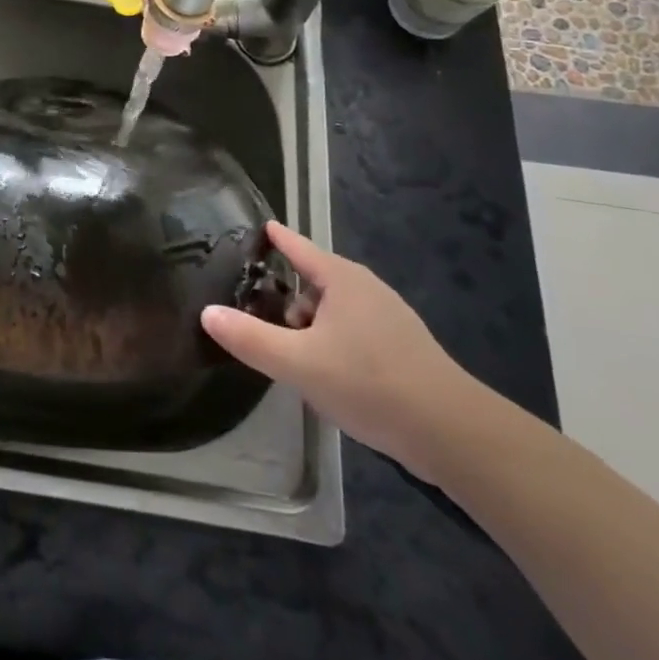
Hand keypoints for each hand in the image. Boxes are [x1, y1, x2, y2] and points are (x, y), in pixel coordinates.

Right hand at [201, 222, 479, 477]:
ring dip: (309, 323)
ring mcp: (387, 317)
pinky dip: (331, 339)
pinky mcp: (401, 347)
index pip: (297, 245)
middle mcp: (365, 288)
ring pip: (333, 308)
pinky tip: (325, 371)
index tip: (254, 228)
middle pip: (313, 278)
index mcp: (341, 278)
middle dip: (286, 294)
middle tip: (259, 314)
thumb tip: (208, 313)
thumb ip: (250, 339)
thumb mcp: (299, 363)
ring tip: (290, 353)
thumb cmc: (369, 383)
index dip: (274, 237)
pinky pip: (352, 329)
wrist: (450, 431)